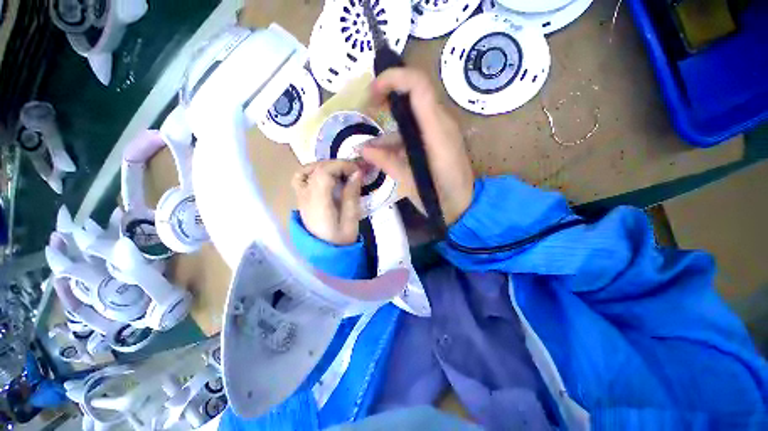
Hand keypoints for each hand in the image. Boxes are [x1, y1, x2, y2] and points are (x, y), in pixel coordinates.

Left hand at [292, 160, 362, 244]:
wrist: (326, 253)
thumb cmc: (341, 240)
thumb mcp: (351, 220)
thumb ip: (352, 195)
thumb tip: (356, 173)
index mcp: (318, 203)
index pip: (324, 173)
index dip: (341, 166)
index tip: (357, 171)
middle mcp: (306, 197)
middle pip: (316, 169)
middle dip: (337, 165)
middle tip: (353, 172)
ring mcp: (301, 198)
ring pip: (306, 171)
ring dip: (325, 166)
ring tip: (340, 173)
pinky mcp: (302, 200)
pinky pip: (300, 179)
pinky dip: (312, 172)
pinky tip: (324, 177)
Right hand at [362, 67, 473, 225]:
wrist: (465, 206)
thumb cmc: (440, 198)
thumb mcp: (409, 182)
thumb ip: (386, 162)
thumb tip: (362, 149)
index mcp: (437, 131)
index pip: (419, 86)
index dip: (394, 79)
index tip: (372, 92)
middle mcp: (441, 124)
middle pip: (415, 94)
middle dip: (389, 95)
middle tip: (368, 108)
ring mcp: (441, 131)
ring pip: (413, 115)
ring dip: (390, 126)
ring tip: (370, 146)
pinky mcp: (439, 140)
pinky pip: (417, 130)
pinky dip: (399, 139)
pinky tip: (384, 153)